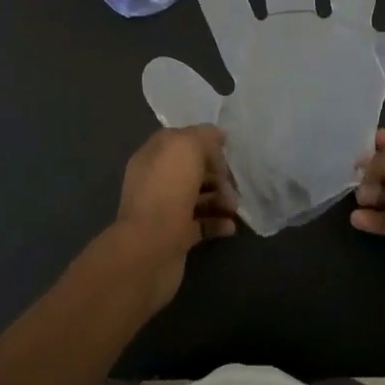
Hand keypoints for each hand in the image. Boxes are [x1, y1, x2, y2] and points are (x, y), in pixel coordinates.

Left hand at [105, 126, 239, 313]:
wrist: (150, 249)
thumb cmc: (167, 191)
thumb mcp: (186, 147)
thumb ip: (203, 136)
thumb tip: (216, 135)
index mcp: (153, 156)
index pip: (180, 140)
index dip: (204, 142)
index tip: (226, 150)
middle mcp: (156, 180)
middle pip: (192, 170)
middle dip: (217, 174)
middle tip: (233, 184)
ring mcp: (164, 210)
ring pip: (198, 197)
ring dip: (220, 198)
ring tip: (234, 207)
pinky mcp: (175, 237)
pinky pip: (201, 224)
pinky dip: (217, 223)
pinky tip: (231, 226)